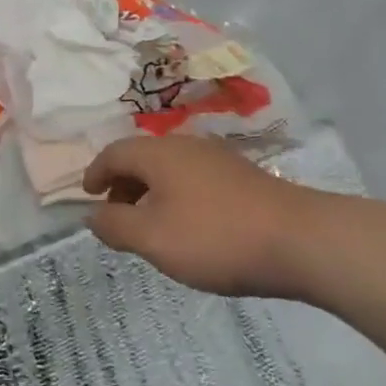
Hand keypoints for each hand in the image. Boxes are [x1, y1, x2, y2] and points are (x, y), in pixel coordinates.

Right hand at [85, 136, 316, 297]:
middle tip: (115, 215)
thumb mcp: (154, 238)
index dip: (96, 172)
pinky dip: (176, 195)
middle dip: (123, 183)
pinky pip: (192, 178)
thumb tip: (93, 214)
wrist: (298, 239)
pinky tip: (188, 225)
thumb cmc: (216, 237)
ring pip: (169, 168)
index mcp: (159, 153)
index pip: (115, 152)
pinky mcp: (240, 176)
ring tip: (149, 225)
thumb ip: (116, 225)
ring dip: (150, 191)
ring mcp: (216, 158)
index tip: (87, 194)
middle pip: (142, 157)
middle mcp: (185, 146)